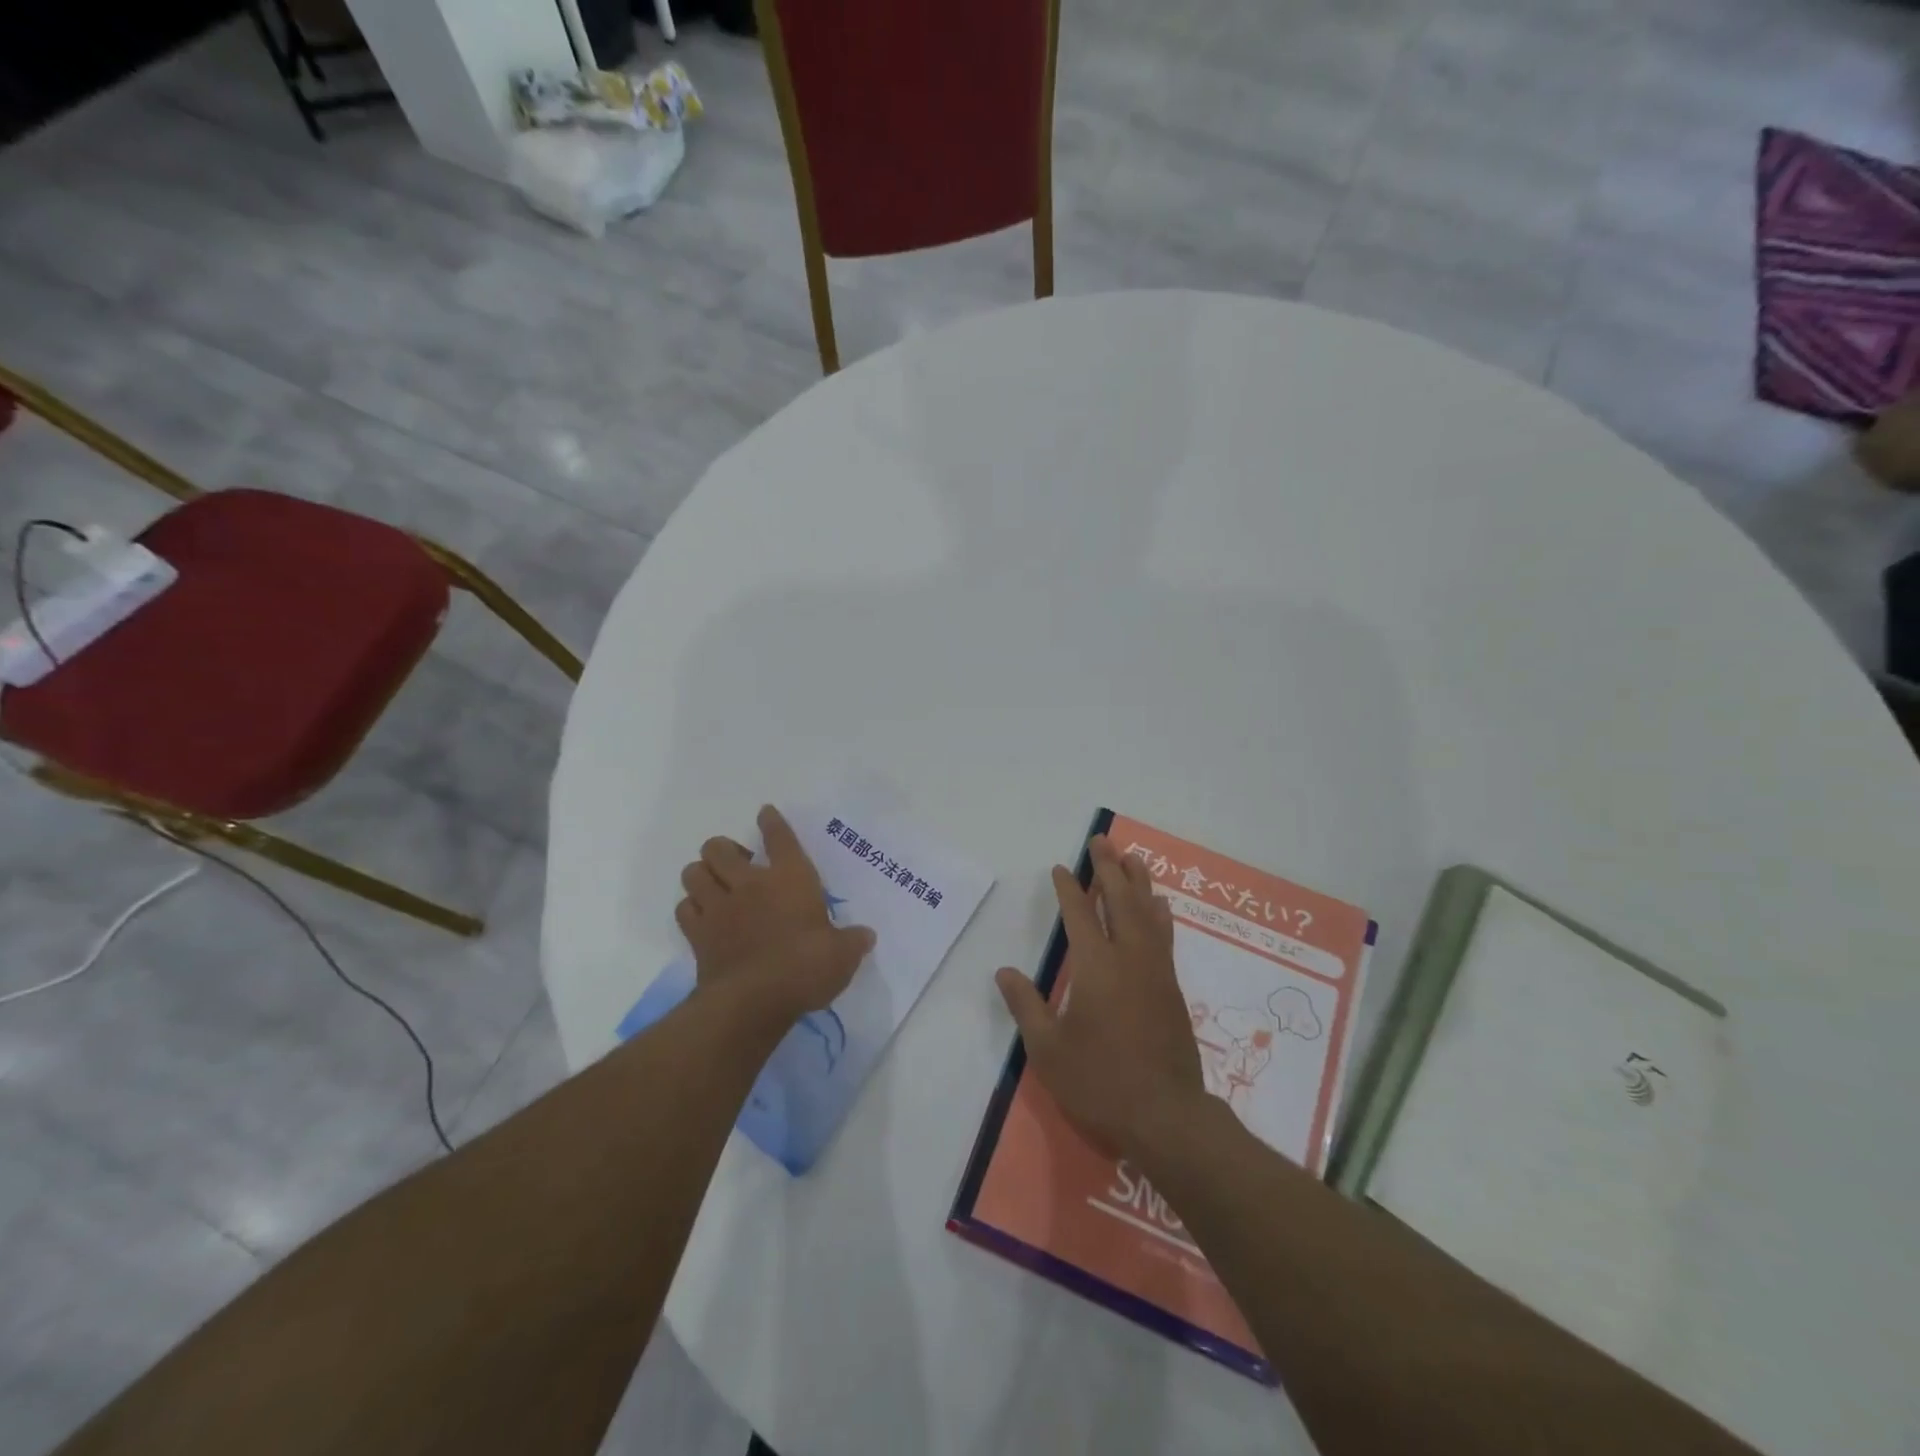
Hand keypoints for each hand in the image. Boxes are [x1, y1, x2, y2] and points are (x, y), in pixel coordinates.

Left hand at [676, 805, 875, 1029]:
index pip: (779, 838)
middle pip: (718, 847)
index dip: (771, 822)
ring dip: (702, 875)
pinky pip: (684, 908)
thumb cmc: (805, 968)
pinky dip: (691, 908)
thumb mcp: (842, 955)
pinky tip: (703, 917)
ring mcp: (718, 907)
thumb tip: (866, 936)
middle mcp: (749, 884)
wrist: (753, 1001)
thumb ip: (853, 941)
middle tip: (738, 866)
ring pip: (693, 872)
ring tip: (715, 886)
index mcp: (790, 879)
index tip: (765, 814)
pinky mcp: (697, 934)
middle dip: (723, 850)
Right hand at [995, 835, 1206, 1160]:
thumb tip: (1004, 971)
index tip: (1062, 868)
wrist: (1166, 1116)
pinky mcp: (1172, 989)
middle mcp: (1129, 958)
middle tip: (1102, 841)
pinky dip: (1159, 913)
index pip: (1079, 915)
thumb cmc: (1099, 1082)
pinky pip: (1164, 936)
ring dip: (1138, 882)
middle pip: (1119, 900)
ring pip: (1147, 913)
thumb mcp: (1048, 1049)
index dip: (1068, 889)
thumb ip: (1026, 1005)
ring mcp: (1156, 972)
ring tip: (1132, 857)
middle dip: (1109, 868)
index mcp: (1096, 967)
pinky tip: (1159, 905)